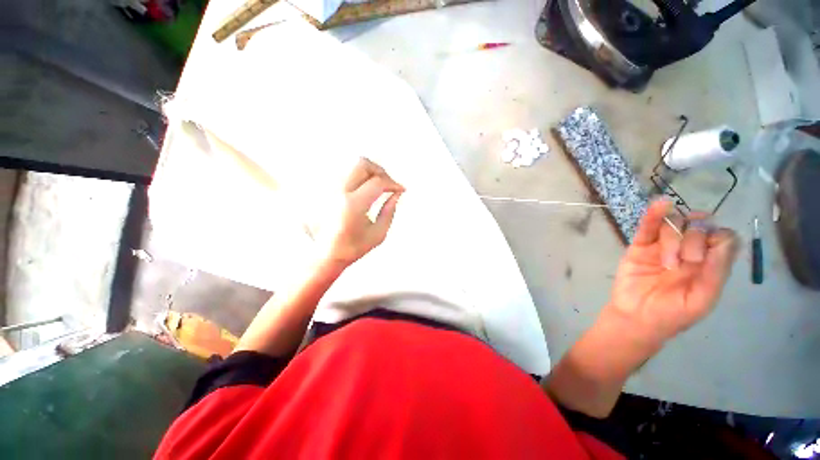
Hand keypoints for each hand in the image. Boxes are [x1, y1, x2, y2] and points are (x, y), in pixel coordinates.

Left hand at [318, 158, 403, 266]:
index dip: (393, 184)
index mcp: (353, 205)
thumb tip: (396, 195)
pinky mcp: (324, 191)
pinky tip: (364, 189)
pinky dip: (358, 178)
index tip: (400, 189)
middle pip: (362, 164)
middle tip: (389, 183)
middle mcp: (338, 193)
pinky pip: (344, 175)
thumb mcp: (378, 233)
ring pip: (352, 166)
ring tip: (378, 186)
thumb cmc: (353, 248)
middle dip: (380, 171)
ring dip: (369, 173)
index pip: (378, 182)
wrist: (326, 255)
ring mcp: (329, 190)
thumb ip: (390, 211)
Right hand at [606, 200, 737, 345]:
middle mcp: (689, 250)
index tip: (704, 256)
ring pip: (674, 224)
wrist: (636, 319)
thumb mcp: (701, 300)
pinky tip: (659, 205)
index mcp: (709, 263)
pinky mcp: (640, 247)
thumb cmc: (672, 315)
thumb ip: (715, 272)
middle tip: (683, 262)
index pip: (722, 236)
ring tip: (665, 262)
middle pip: (699, 226)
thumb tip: (723, 239)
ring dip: (673, 237)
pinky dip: (653, 215)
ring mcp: (663, 246)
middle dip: (693, 239)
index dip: (716, 238)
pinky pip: (647, 227)